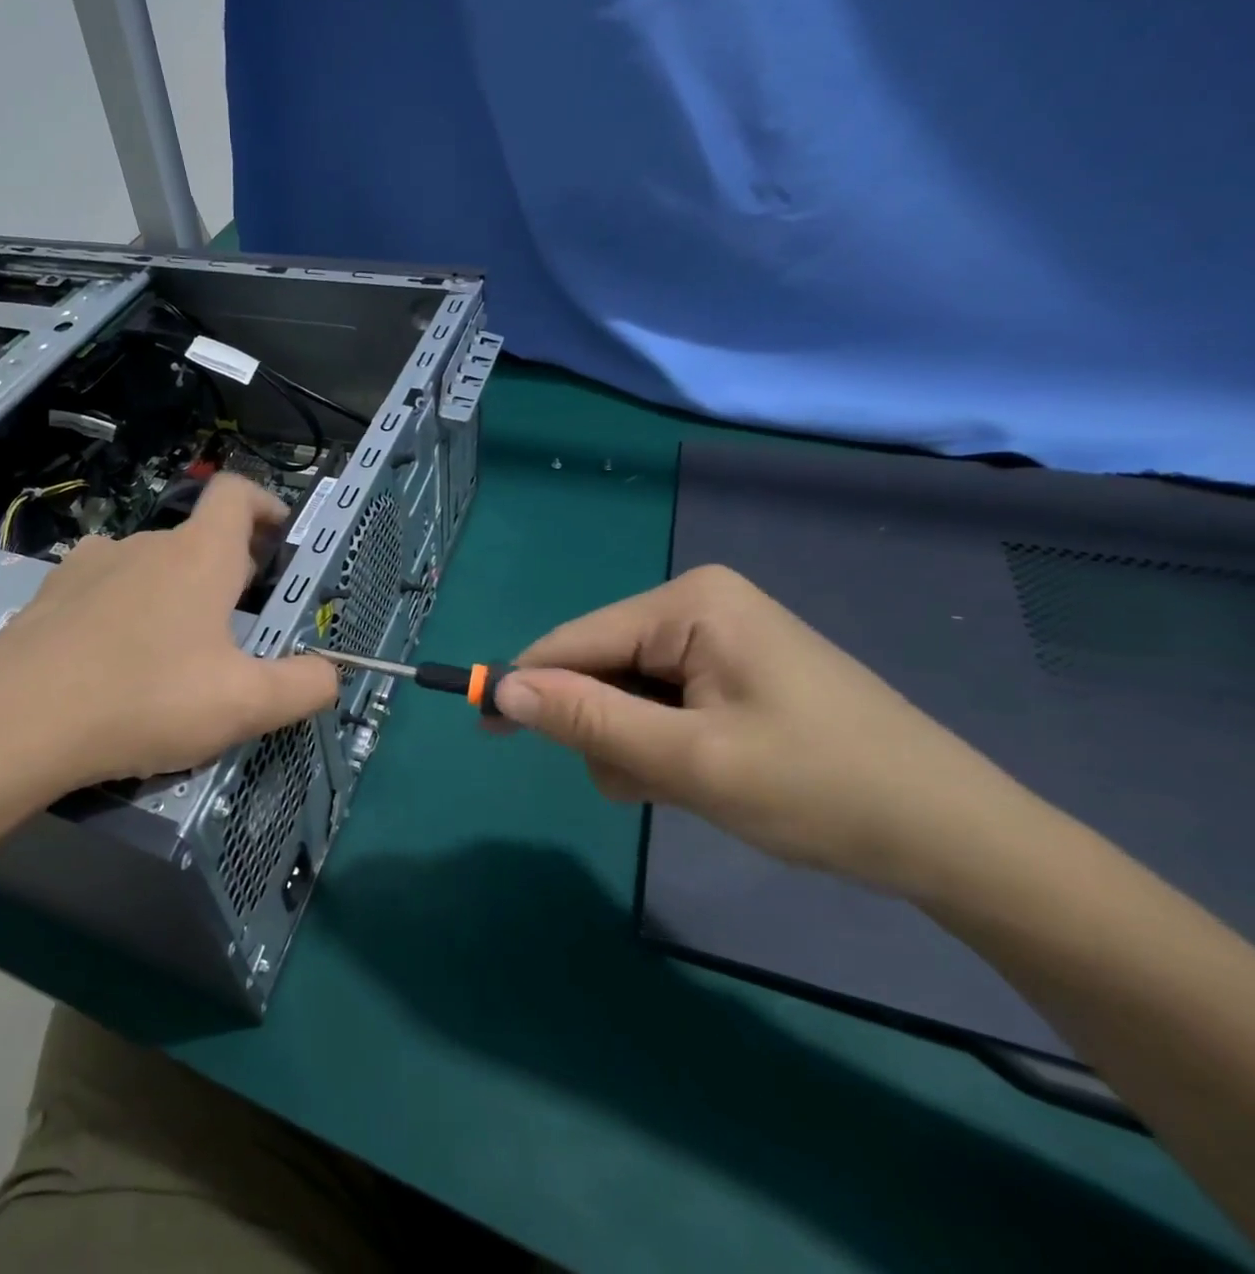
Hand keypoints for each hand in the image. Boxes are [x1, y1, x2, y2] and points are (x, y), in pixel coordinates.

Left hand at [0, 474, 339, 827]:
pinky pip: (103, 588)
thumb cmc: (147, 700)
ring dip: (173, 590)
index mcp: (198, 556)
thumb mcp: (245, 705)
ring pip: (149, 564)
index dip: (265, 502)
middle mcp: (145, 544)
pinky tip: (114, 655)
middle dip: (227, 569)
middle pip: (198, 537)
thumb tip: (331, 674)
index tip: (280, 534)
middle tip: (239, 622)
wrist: (17, 724)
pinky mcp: (49, 596)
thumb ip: (303, 686)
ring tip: (174, 646)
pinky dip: (123, 608)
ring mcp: (90, 566)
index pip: (237, 492)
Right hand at [494, 565, 1030, 892]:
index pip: (575, 641)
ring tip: (680, 787)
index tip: (487, 730)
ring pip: (625, 691)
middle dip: (602, 728)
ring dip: (631, 744)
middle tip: (639, 784)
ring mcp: (719, 638)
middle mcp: (699, 606)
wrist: (959, 841)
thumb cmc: (823, 790)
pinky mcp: (733, 671)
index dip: (526, 686)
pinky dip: (659, 744)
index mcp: (689, 604)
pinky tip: (697, 775)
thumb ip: (588, 719)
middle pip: (599, 665)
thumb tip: (501, 687)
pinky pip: (661, 701)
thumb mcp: (690, 761)